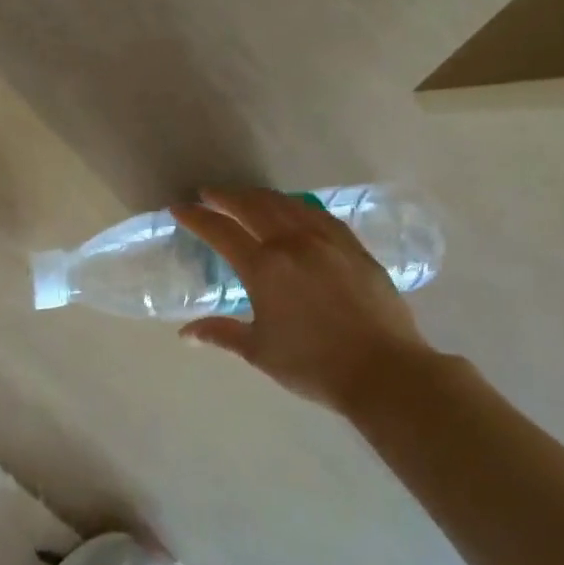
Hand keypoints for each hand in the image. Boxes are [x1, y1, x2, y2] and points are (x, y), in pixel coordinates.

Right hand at [171, 188, 436, 416]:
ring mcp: (328, 242)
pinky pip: (320, 215)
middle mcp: (293, 243)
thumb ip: (221, 333)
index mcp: (263, 267)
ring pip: (289, 205)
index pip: (221, 231)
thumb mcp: (259, 351)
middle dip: (227, 197)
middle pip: (254, 206)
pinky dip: (297, 207)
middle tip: (209, 193)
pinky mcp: (355, 248)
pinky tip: (295, 211)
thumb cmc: (312, 364)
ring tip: (247, 197)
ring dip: (261, 197)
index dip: (197, 217)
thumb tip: (186, 334)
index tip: (179, 208)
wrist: (383, 370)